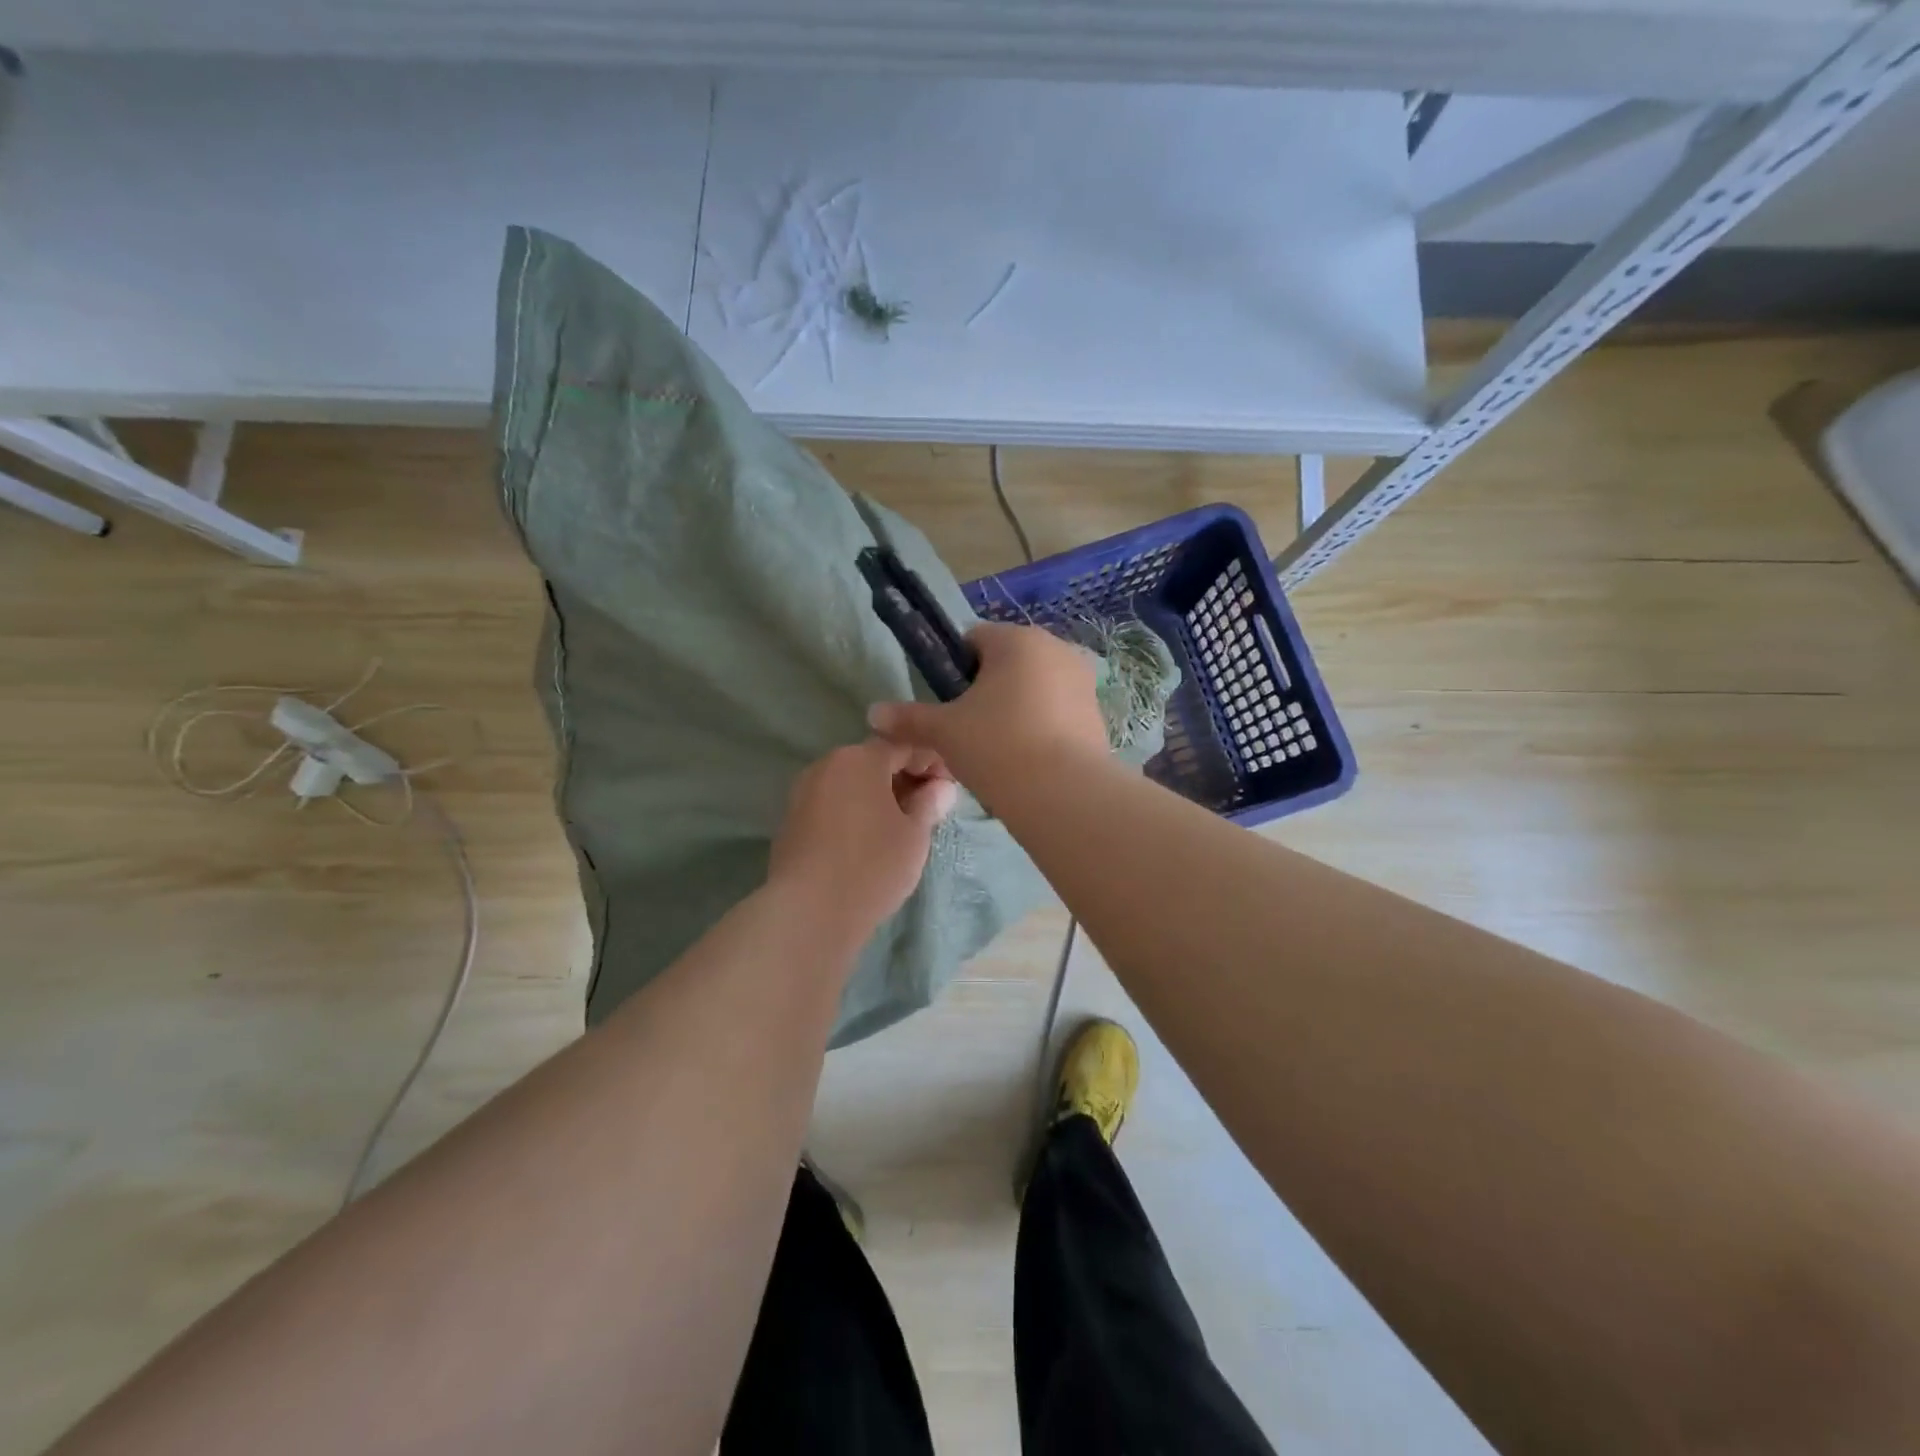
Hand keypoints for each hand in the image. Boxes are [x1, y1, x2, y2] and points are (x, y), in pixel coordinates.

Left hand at [766, 738, 958, 950]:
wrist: (809, 912)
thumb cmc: (872, 865)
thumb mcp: (914, 835)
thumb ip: (929, 804)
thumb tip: (941, 788)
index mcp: (859, 759)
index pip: (904, 745)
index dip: (931, 762)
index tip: (949, 788)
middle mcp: (827, 765)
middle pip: (873, 762)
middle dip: (904, 779)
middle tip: (930, 809)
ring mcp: (803, 792)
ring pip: (851, 784)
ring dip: (878, 797)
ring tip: (902, 827)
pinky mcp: (791, 821)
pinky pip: (833, 804)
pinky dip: (855, 812)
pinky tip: (869, 840)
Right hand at [867, 623, 1107, 795]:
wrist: (1063, 794)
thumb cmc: (997, 746)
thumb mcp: (944, 732)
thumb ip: (909, 718)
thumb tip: (873, 713)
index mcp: (1017, 640)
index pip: (974, 639)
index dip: (954, 670)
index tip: (950, 705)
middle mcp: (1056, 648)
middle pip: (1008, 662)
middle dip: (988, 690)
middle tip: (971, 731)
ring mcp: (1082, 680)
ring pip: (1035, 686)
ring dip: (1016, 707)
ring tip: (1001, 750)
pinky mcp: (1097, 713)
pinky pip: (1058, 710)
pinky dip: (1042, 726)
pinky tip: (1030, 760)